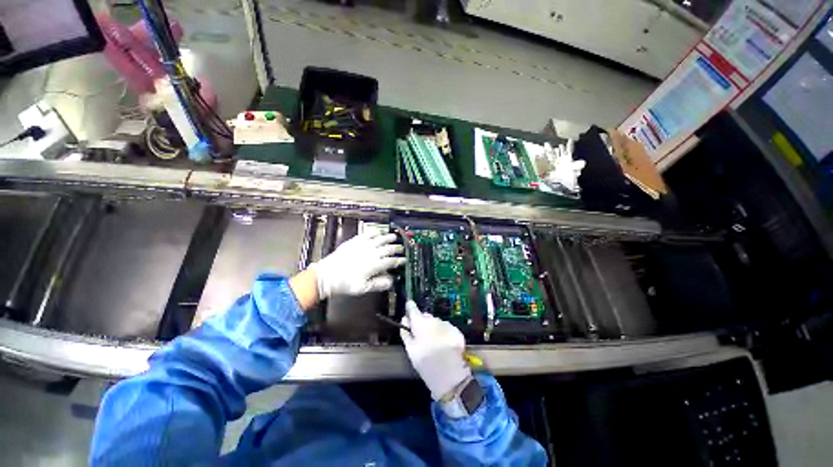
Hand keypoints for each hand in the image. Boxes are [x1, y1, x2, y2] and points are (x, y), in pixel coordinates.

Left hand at [311, 231, 404, 299]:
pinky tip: (378, 232)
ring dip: (388, 238)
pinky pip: (367, 234)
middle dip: (396, 248)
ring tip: (394, 237)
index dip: (399, 261)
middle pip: (387, 249)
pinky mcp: (354, 241)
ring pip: (379, 239)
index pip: (391, 261)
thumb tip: (391, 280)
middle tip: (401, 248)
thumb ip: (378, 284)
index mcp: (374, 265)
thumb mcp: (362, 288)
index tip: (404, 260)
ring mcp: (362, 246)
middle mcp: (370, 253)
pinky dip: (375, 232)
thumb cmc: (344, 284)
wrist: (325, 276)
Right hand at [401, 301, 470, 400]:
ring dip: (434, 328)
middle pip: (425, 316)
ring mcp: (446, 324)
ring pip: (436, 322)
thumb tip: (404, 319)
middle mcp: (434, 319)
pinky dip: (443, 333)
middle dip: (423, 322)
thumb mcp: (411, 351)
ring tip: (434, 343)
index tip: (408, 307)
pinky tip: (444, 345)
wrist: (451, 376)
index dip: (410, 307)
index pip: (413, 308)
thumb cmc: (426, 364)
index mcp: (421, 323)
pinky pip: (446, 328)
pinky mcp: (456, 331)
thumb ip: (406, 333)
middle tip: (421, 336)